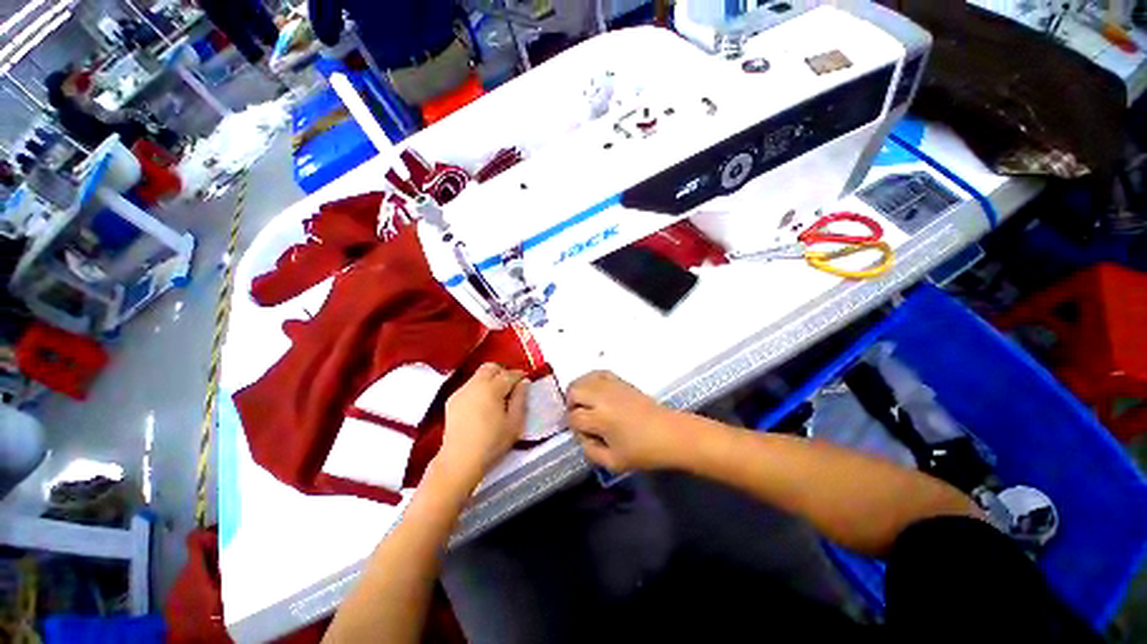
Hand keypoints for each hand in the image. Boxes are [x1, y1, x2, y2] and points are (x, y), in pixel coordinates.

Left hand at [438, 364, 527, 484]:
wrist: (459, 460)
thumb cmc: (492, 443)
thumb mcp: (514, 423)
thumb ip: (520, 399)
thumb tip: (523, 383)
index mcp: (492, 389)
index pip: (509, 374)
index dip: (520, 375)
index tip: (526, 380)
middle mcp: (475, 384)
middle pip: (491, 367)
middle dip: (503, 371)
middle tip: (511, 384)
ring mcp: (461, 391)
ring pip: (478, 375)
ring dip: (490, 379)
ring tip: (497, 394)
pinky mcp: (452, 400)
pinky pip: (469, 385)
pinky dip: (479, 388)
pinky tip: (482, 403)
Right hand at [566, 371, 682, 471]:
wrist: (671, 434)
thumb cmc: (644, 452)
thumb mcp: (613, 463)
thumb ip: (590, 452)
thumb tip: (581, 437)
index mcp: (601, 418)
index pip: (574, 417)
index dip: (574, 427)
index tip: (583, 435)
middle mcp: (603, 397)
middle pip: (574, 391)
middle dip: (571, 404)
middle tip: (578, 417)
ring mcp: (613, 386)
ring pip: (584, 379)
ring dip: (579, 391)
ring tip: (584, 404)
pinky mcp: (621, 381)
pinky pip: (599, 373)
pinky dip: (591, 379)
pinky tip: (595, 391)